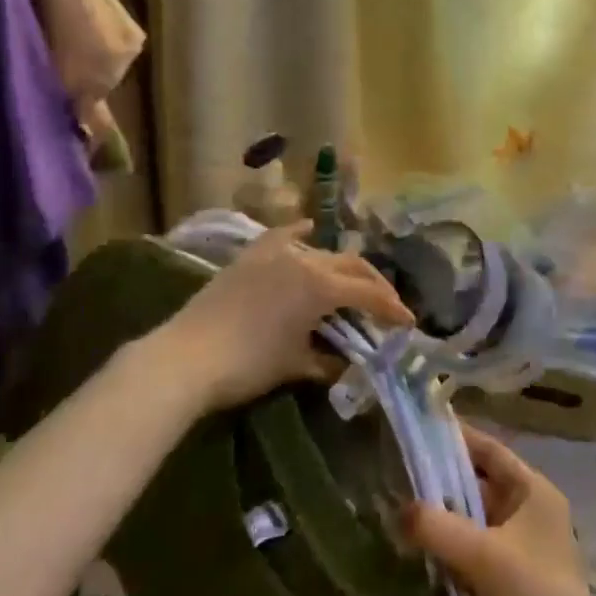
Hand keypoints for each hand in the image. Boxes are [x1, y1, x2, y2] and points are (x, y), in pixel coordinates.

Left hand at [159, 221, 413, 410]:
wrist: (186, 357)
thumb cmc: (247, 365)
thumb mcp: (295, 365)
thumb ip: (328, 359)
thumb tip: (345, 362)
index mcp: (321, 286)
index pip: (368, 293)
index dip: (392, 308)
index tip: (409, 323)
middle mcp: (305, 259)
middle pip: (351, 265)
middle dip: (374, 284)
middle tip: (387, 305)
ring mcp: (276, 252)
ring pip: (321, 251)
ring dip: (342, 267)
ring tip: (351, 283)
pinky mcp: (251, 255)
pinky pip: (284, 236)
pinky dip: (301, 234)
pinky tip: (308, 231)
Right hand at [403, 429, 595, 595]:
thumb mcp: (484, 555)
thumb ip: (438, 527)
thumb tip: (396, 510)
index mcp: (532, 491)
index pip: (489, 450)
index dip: (457, 438)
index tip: (418, 429)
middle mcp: (526, 514)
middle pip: (476, 487)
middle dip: (438, 485)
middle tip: (393, 476)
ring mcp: (516, 553)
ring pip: (469, 526)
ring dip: (438, 524)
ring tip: (391, 514)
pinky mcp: (505, 589)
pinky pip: (468, 559)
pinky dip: (444, 556)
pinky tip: (410, 556)